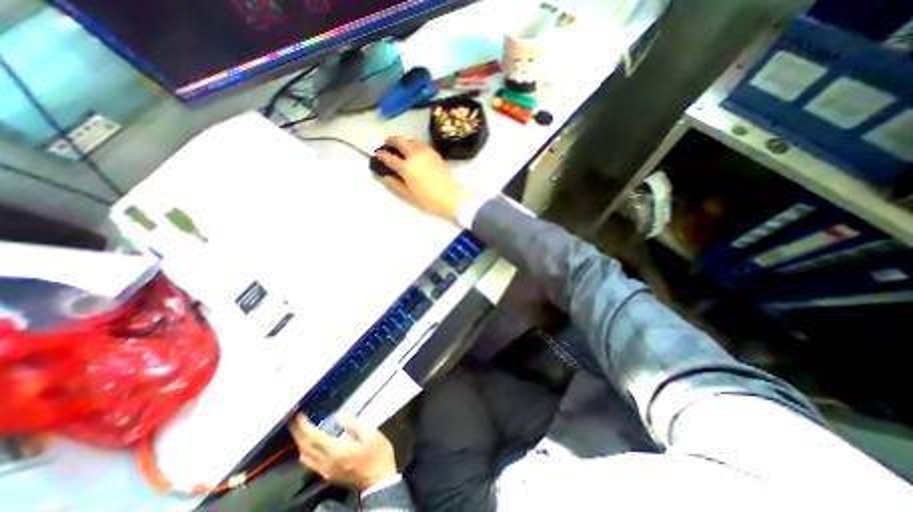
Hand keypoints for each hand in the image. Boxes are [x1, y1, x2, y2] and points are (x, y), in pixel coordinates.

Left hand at [289, 411, 395, 488]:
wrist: (379, 479)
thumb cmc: (377, 453)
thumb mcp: (370, 434)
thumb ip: (352, 425)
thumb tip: (337, 416)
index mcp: (337, 452)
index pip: (314, 438)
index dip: (304, 426)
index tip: (298, 414)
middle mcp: (326, 463)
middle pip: (305, 447)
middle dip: (297, 432)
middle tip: (293, 417)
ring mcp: (325, 470)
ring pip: (304, 456)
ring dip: (300, 441)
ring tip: (300, 426)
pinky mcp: (327, 474)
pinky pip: (309, 461)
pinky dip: (305, 449)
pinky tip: (309, 442)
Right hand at [374, 137, 470, 221]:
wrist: (451, 197)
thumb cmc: (429, 200)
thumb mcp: (408, 196)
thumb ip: (394, 185)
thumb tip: (384, 177)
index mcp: (407, 167)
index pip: (389, 157)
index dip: (381, 155)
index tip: (377, 155)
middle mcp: (415, 155)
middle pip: (400, 141)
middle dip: (391, 141)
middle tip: (387, 145)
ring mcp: (426, 152)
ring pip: (411, 139)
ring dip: (404, 141)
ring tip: (402, 147)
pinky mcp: (435, 153)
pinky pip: (422, 144)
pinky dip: (415, 144)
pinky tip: (415, 151)